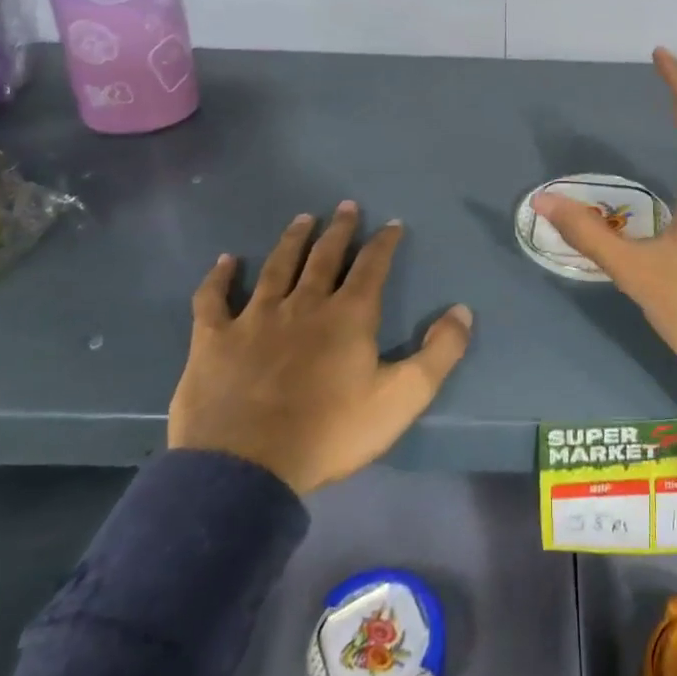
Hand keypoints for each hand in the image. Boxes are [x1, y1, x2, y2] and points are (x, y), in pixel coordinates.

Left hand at [171, 202, 472, 494]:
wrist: (247, 469)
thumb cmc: (330, 432)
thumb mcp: (402, 398)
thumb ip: (439, 353)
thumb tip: (463, 310)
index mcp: (349, 316)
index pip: (372, 266)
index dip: (384, 242)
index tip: (392, 223)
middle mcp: (304, 304)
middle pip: (324, 257)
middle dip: (339, 230)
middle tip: (346, 206)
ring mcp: (255, 318)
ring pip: (277, 267)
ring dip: (292, 241)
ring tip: (302, 219)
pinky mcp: (214, 339)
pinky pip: (213, 299)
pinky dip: (219, 278)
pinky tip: (226, 261)